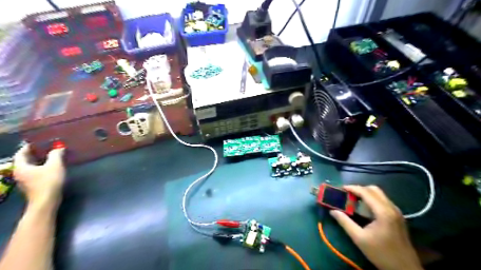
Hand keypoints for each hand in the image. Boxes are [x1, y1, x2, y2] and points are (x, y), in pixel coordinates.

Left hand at [13, 145, 64, 208]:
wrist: (46, 201)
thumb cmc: (48, 181)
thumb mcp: (55, 165)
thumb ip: (56, 155)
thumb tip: (59, 148)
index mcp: (21, 167)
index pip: (21, 153)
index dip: (28, 147)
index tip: (38, 142)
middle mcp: (19, 173)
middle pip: (25, 160)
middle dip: (35, 154)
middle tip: (46, 148)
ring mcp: (24, 181)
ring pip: (30, 167)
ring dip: (38, 161)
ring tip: (50, 156)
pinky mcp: (32, 186)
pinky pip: (34, 173)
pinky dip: (41, 168)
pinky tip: (51, 168)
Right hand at [329, 187, 421, 269]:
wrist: (405, 269)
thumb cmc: (381, 253)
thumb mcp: (359, 238)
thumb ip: (345, 222)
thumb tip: (332, 211)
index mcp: (383, 212)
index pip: (366, 192)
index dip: (352, 188)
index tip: (340, 188)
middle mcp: (391, 208)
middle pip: (374, 190)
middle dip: (359, 189)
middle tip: (347, 194)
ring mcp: (396, 212)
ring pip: (379, 194)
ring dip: (366, 193)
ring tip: (353, 199)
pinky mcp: (397, 216)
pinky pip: (383, 201)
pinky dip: (372, 199)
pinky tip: (364, 207)